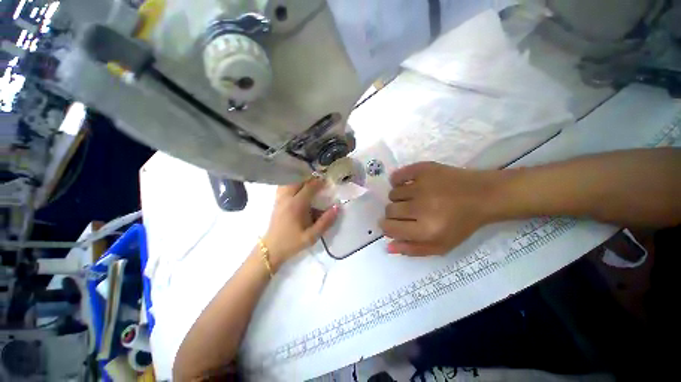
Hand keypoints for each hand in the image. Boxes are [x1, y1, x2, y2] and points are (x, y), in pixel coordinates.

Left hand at [263, 178, 338, 268]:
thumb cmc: (292, 243)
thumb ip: (325, 222)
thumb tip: (337, 207)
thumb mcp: (312, 236)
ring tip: (310, 182)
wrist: (271, 249)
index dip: (320, 182)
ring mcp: (280, 198)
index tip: (328, 182)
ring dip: (300, 179)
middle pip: (298, 180)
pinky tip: (298, 187)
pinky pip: (284, 185)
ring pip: (289, 180)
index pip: (309, 187)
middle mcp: (287, 198)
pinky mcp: (276, 201)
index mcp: (296, 205)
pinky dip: (292, 182)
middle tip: (320, 181)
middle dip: (310, 178)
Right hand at [380, 162, 500, 255]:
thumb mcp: (441, 245)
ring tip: (411, 198)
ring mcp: (421, 186)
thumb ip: (412, 249)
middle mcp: (421, 207)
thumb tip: (387, 246)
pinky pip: (397, 176)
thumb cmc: (462, 224)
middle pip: (389, 210)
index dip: (387, 226)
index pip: (389, 227)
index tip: (391, 224)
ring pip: (393, 193)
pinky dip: (397, 181)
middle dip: (394, 213)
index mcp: (426, 230)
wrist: (483, 195)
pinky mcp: (423, 170)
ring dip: (398, 198)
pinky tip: (406, 185)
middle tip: (406, 211)